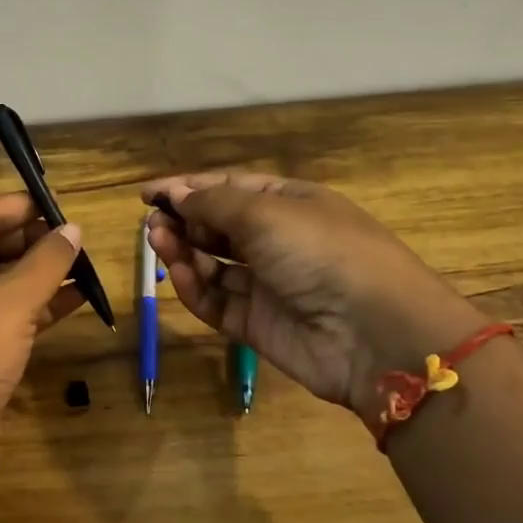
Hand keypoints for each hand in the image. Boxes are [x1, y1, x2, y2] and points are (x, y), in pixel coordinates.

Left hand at [0, 194, 84, 484]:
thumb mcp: (14, 299)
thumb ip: (47, 261)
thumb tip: (73, 229)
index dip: (22, 206)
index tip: (63, 205)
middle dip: (35, 241)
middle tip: (79, 238)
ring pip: (3, 281)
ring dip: (42, 274)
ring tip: (85, 264)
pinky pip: (8, 313)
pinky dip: (39, 305)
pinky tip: (77, 299)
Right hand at [140, 173, 486, 417]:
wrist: (375, 334)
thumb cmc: (322, 252)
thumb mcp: (266, 213)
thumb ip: (213, 204)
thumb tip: (176, 193)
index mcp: (289, 203)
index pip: (229, 189)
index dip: (188, 188)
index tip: (146, 194)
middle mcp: (278, 240)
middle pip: (218, 226)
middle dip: (183, 220)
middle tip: (152, 223)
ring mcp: (268, 284)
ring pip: (214, 264)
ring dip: (184, 251)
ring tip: (158, 243)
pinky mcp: (258, 324)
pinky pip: (218, 301)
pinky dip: (196, 288)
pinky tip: (180, 274)